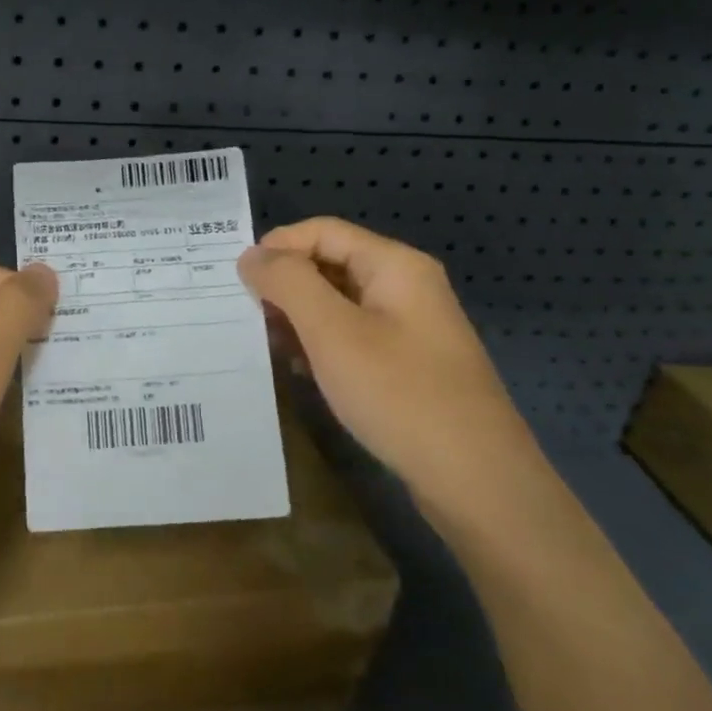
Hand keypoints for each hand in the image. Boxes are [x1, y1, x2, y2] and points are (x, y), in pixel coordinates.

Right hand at [237, 217, 545, 522]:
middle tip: (243, 316)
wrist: (475, 479)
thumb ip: (288, 283)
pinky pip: (352, 338)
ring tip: (265, 345)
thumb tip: (252, 255)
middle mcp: (404, 287)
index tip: (236, 282)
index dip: (276, 247)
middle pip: (330, 264)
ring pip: (338, 304)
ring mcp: (408, 328)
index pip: (322, 231)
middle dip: (284, 285)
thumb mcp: (332, 332)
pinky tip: (300, 371)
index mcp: (394, 265)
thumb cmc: (399, 394)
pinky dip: (320, 346)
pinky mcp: (406, 365)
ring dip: (298, 318)